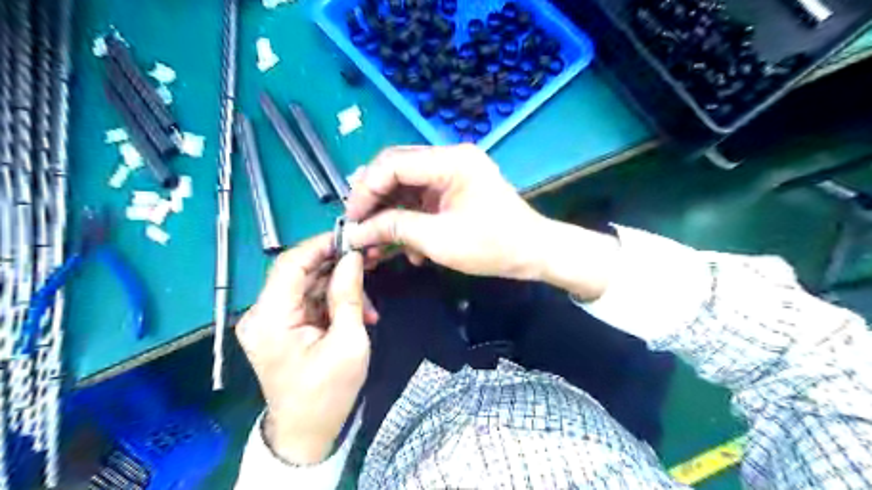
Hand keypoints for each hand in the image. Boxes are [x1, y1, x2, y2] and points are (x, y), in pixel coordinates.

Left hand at [238, 235, 376, 464]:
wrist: (307, 432)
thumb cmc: (328, 392)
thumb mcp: (348, 342)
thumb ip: (348, 294)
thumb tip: (353, 256)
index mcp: (270, 318)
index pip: (291, 263)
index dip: (322, 244)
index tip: (354, 238)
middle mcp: (261, 314)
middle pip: (300, 272)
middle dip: (338, 266)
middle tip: (370, 263)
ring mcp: (270, 320)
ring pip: (308, 285)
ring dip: (340, 288)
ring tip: (370, 306)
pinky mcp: (280, 326)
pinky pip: (308, 301)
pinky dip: (333, 302)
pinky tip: (358, 314)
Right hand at [345, 144, 619, 299]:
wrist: (533, 253)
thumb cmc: (493, 246)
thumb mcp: (439, 240)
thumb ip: (395, 229)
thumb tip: (356, 232)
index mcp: (450, 161)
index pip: (392, 164)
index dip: (365, 191)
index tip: (351, 220)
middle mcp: (449, 159)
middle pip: (396, 171)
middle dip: (374, 202)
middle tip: (358, 228)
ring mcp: (452, 174)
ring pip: (406, 188)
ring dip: (390, 216)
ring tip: (376, 245)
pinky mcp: (453, 191)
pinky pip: (420, 200)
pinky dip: (409, 222)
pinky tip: (406, 249)